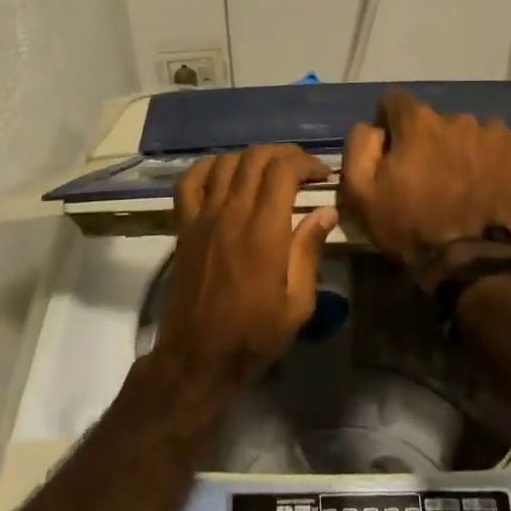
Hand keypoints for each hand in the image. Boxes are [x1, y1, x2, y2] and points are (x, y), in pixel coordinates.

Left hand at [158, 144, 338, 391]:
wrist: (198, 357)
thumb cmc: (254, 335)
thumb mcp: (298, 303)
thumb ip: (309, 251)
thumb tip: (326, 211)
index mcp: (264, 231)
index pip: (283, 170)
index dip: (306, 162)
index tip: (323, 175)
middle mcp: (232, 214)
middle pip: (256, 157)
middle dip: (284, 154)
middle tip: (303, 170)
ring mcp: (203, 217)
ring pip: (226, 163)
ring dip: (252, 158)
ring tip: (269, 172)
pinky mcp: (184, 227)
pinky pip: (190, 182)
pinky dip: (208, 167)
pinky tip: (225, 173)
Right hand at [339, 88, 510, 264]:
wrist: (468, 261)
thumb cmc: (407, 225)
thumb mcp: (359, 191)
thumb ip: (359, 144)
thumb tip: (373, 126)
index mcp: (417, 121)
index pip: (395, 100)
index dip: (388, 124)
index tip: (390, 152)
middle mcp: (456, 118)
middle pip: (431, 120)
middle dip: (424, 140)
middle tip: (424, 175)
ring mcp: (491, 135)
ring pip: (464, 132)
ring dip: (455, 148)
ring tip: (455, 182)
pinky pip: (493, 145)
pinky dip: (484, 159)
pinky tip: (480, 184)